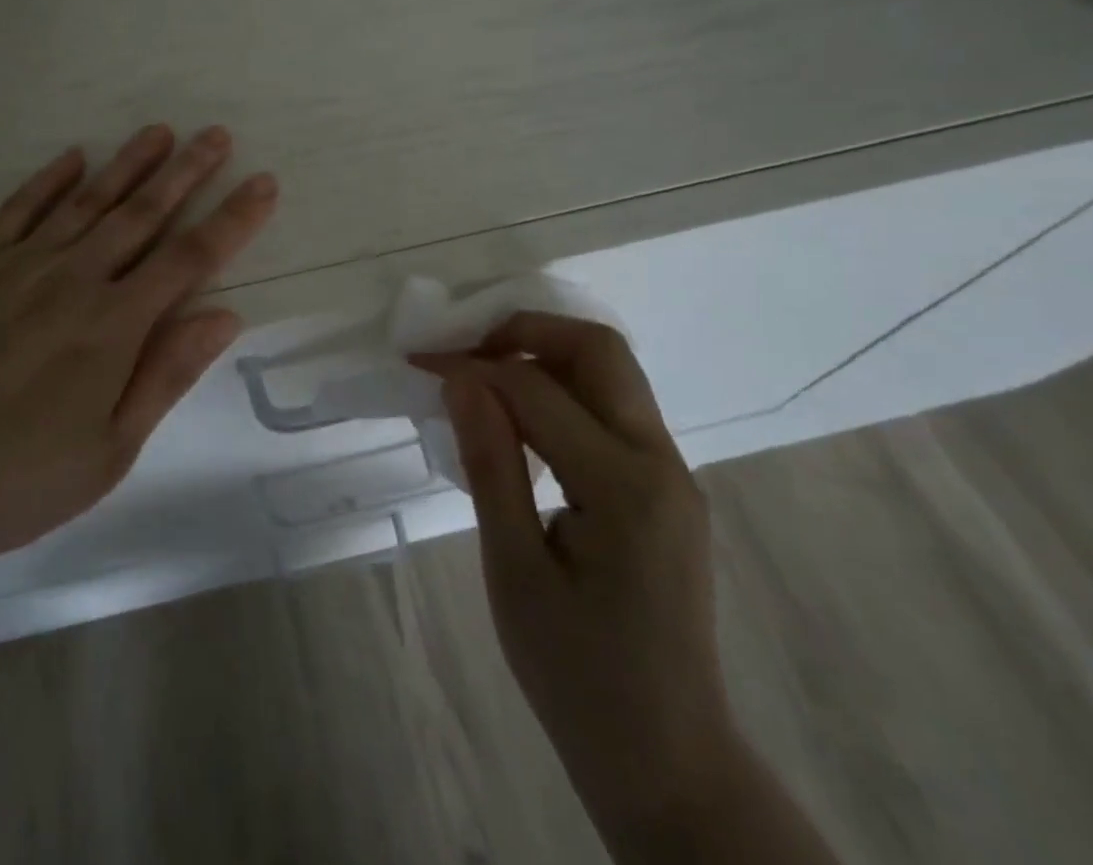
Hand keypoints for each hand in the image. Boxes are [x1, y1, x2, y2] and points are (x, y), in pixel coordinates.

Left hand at [0, 124, 277, 567]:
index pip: (190, 257)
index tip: (263, 183)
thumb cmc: (19, 479)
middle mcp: (72, 279)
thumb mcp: (110, 449)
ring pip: (86, 201)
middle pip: (142, 213)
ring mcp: (18, 267)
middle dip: (186, 172)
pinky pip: (16, 211)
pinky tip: (72, 159)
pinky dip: (46, 182)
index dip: (232, 218)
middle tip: (216, 136)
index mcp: (113, 325)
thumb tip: (225, 314)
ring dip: (127, 164)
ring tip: (158, 132)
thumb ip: (167, 373)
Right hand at [414, 313, 741, 829]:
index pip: (536, 388)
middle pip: (598, 350)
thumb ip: (489, 463)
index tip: (420, 361)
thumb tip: (460, 379)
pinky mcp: (665, 488)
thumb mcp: (513, 570)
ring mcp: (672, 474)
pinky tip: (517, 419)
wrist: (667, 761)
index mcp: (625, 487)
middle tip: (462, 349)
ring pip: (609, 372)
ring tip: (480, 377)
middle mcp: (661, 463)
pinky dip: (560, 390)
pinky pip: (611, 409)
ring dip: (542, 355)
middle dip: (523, 331)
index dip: (471, 365)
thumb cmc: (576, 675)